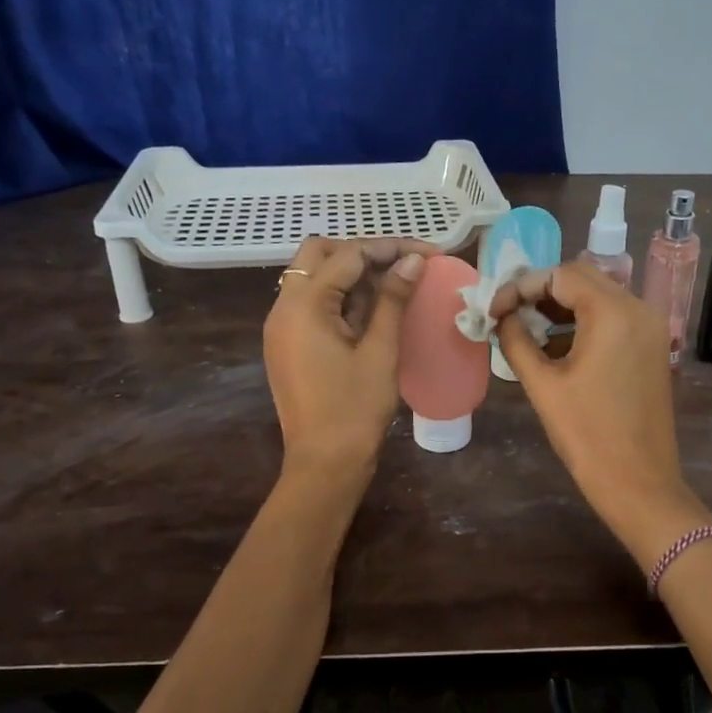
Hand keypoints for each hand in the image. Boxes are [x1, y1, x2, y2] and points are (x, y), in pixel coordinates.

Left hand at [263, 237, 431, 478]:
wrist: (325, 464)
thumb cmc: (355, 409)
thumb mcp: (380, 351)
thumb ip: (393, 300)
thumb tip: (412, 262)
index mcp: (303, 306)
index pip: (349, 255)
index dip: (391, 248)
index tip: (430, 254)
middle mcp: (283, 308)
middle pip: (320, 255)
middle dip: (364, 253)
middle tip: (403, 266)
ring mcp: (281, 327)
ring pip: (313, 277)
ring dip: (352, 274)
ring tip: (394, 286)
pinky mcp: (287, 344)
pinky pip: (311, 303)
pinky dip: (340, 296)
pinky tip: (371, 310)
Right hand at [493, 262, 710, 556]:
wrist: (639, 483)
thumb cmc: (587, 435)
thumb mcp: (543, 385)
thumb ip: (517, 341)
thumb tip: (501, 318)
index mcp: (612, 313)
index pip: (561, 275)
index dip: (521, 286)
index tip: (494, 310)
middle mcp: (638, 308)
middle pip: (582, 278)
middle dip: (541, 291)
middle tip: (508, 313)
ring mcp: (651, 327)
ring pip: (599, 295)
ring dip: (562, 305)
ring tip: (526, 328)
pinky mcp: (652, 346)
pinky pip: (614, 317)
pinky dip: (584, 321)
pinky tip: (557, 345)